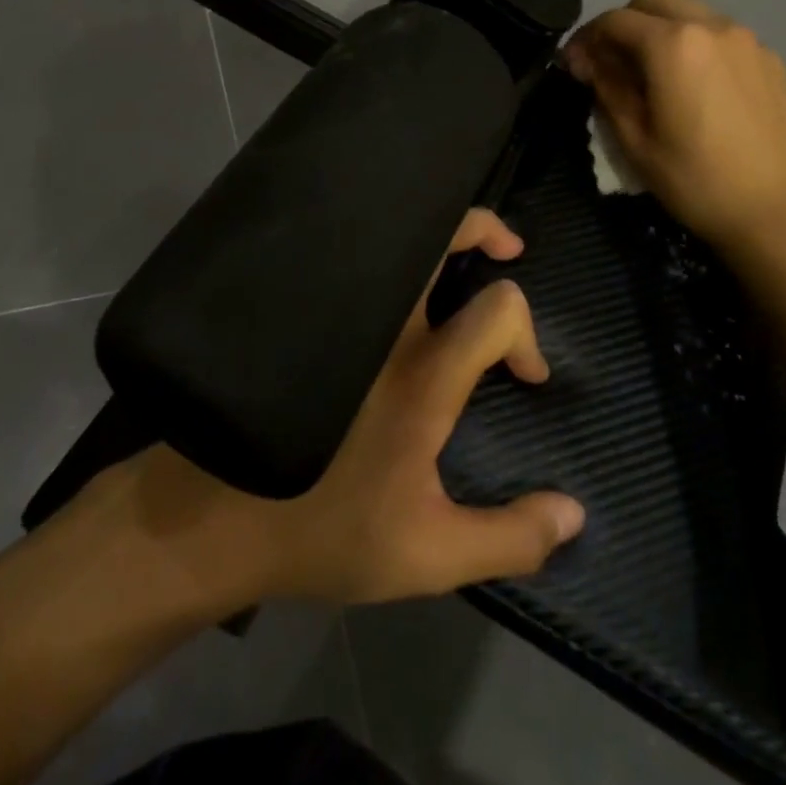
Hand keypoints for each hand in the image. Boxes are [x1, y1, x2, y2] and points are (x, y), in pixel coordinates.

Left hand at [113, 209, 584, 607]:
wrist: (211, 516)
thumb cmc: (323, 531)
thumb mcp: (427, 556)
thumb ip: (508, 538)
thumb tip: (575, 513)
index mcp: (421, 377)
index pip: (497, 311)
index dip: (527, 333)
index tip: (525, 376)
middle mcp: (381, 328)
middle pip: (437, 240)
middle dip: (480, 228)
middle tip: (506, 247)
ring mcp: (335, 311)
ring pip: (388, 245)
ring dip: (430, 241)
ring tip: (451, 257)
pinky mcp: (302, 313)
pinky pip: (351, 265)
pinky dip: (381, 257)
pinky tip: (386, 283)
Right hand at [563, 0, 785, 265]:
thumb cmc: (699, 182)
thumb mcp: (636, 142)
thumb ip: (608, 89)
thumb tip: (589, 61)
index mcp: (673, 45)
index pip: (614, 20)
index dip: (585, 39)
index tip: (573, 66)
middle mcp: (712, 27)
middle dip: (625, 21)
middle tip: (613, 61)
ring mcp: (749, 41)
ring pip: (692, 12)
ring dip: (662, 29)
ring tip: (654, 75)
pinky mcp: (772, 61)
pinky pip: (721, 36)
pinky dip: (696, 46)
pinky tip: (696, 89)